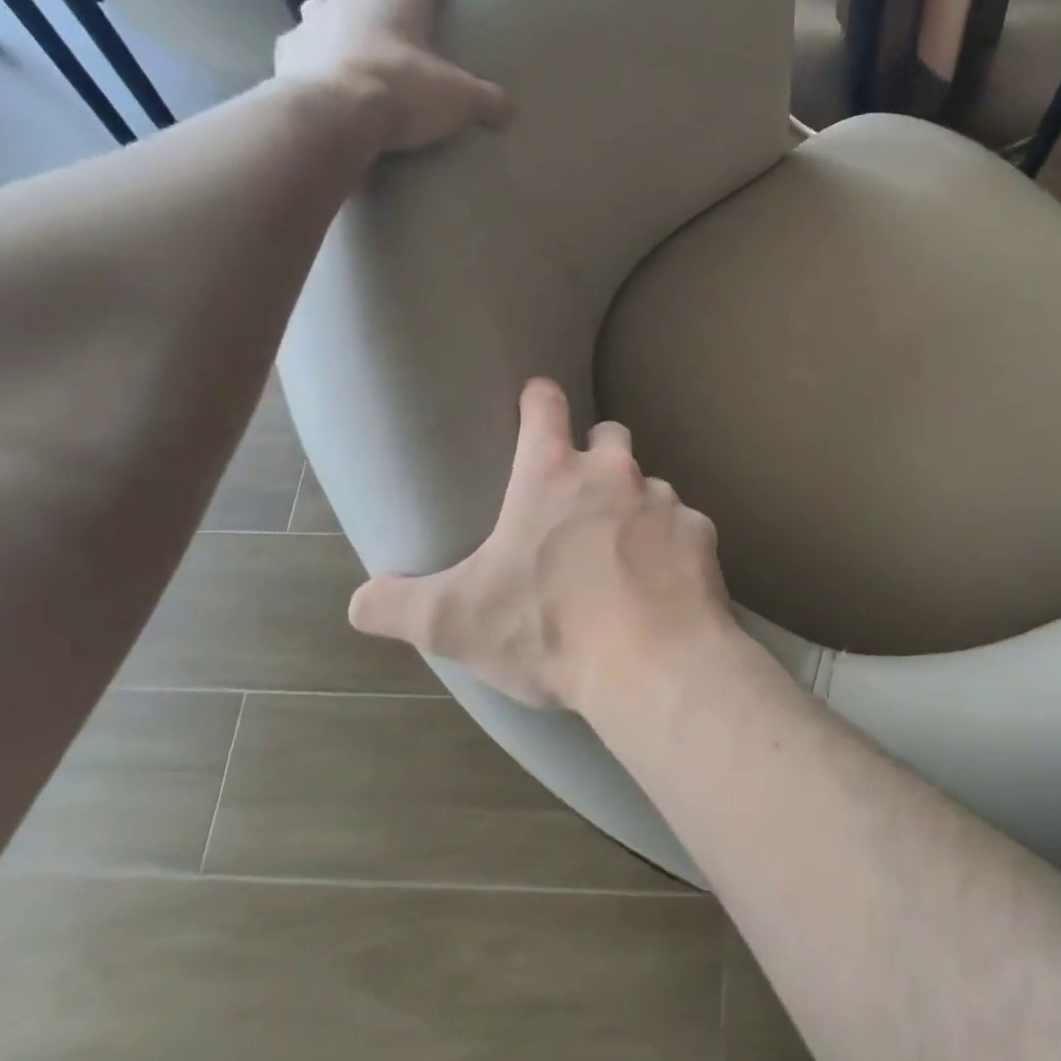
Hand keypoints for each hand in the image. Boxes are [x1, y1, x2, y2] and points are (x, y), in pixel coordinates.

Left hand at [274, 0, 510, 154]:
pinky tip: (325, 68)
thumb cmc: (402, 92)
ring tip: (357, 36)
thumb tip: (507, 110)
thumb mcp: (461, 100)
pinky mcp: (291, 48)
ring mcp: (317, 18)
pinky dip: (316, 50)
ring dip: (344, 12)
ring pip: (330, 1)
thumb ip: (489, 101)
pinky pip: (304, 41)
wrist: (332, 114)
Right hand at [348, 379, 732, 713]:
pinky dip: (671, 545)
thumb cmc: (548, 629)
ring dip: (634, 505)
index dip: (539, 397)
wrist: (652, 663)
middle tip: (581, 495)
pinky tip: (661, 581)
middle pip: (610, 436)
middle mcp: (614, 474)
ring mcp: (665, 500)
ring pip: (649, 484)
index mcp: (551, 475)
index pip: (545, 406)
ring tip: (621, 551)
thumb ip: (398, 605)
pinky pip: (684, 527)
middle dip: (596, 453)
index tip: (538, 398)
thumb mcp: (455, 622)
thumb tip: (359, 601)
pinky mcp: (701, 534)